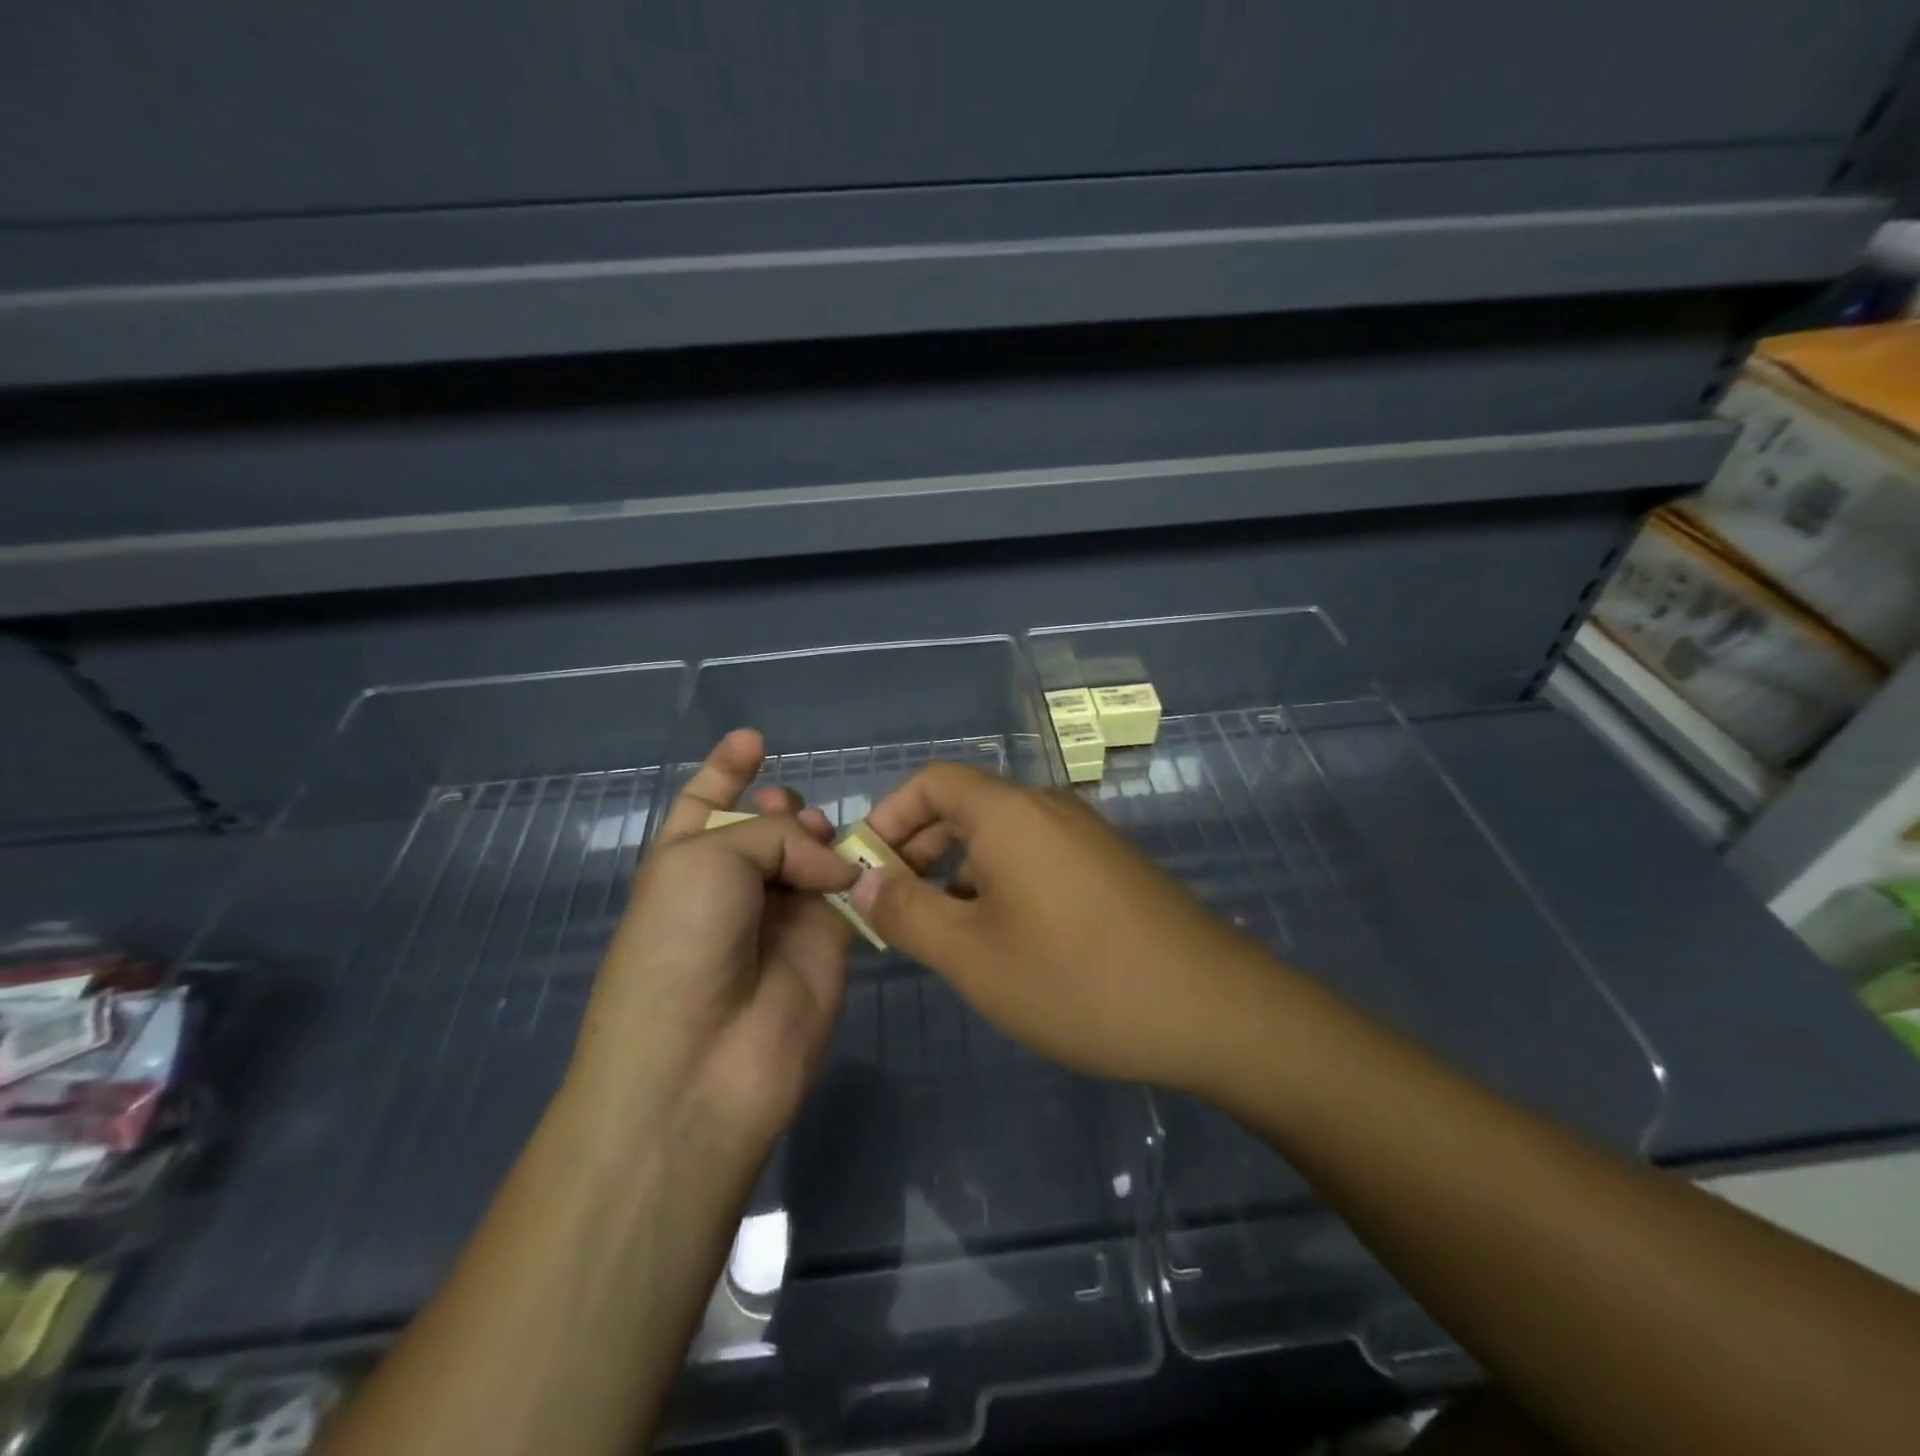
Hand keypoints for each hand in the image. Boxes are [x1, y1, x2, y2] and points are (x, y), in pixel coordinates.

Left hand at [566, 730, 857, 1162]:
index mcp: (684, 861)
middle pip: (765, 827)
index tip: (754, 739)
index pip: (705, 804)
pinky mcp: (827, 943)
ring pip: (811, 856)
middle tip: (790, 811)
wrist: (704, 1060)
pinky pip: (849, 892)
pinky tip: (863, 859)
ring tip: (819, 839)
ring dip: (819, 835)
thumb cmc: (681, 943)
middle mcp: (732, 886)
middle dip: (780, 806)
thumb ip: (776, 836)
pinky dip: (859, 869)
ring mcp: (781, 915)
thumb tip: (833, 867)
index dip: (726, 770)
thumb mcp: (706, 859)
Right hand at [848, 762, 1276, 1092]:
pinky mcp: (1111, 866)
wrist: (1212, 1008)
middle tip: (895, 907)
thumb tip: (863, 880)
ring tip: (944, 932)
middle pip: (966, 806)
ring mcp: (1087, 835)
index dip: (889, 816)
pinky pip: (1038, 857)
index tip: (865, 868)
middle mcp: (1049, 808)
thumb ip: (906, 911)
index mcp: (1010, 813)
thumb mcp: (971, 955)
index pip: (932, 781)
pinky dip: (1002, 882)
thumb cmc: (1076, 980)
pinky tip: (1005, 939)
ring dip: (959, 871)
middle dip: (919, 848)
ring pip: (1002, 836)